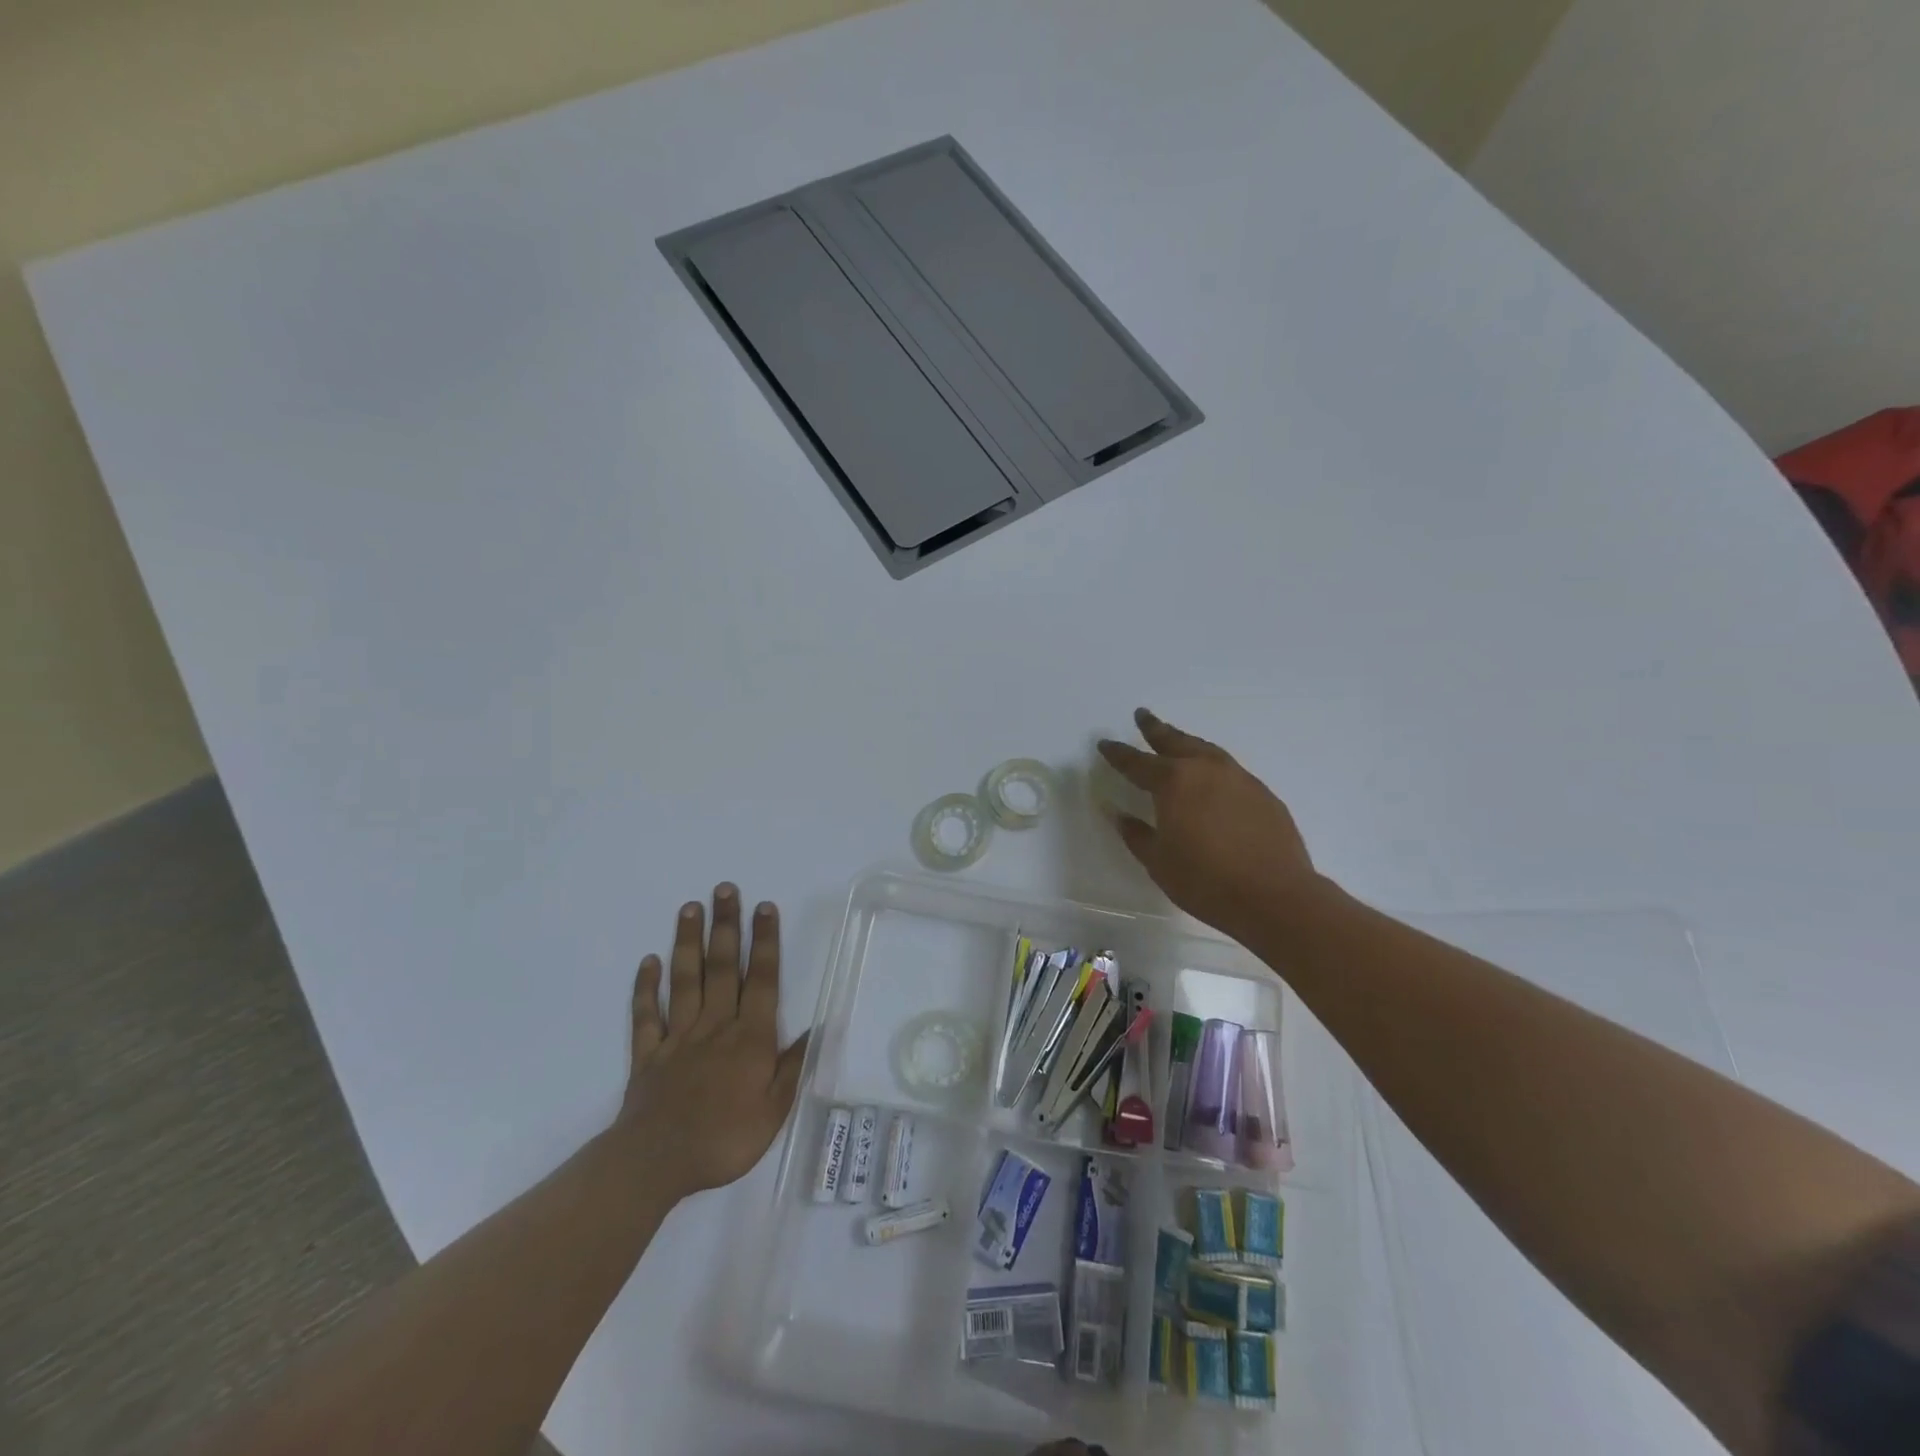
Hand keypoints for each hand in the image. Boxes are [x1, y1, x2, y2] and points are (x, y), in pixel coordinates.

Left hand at [615, 884, 808, 1198]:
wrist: (657, 1163)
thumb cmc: (725, 1138)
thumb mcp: (775, 1110)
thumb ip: (794, 1064)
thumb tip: (821, 1027)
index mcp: (750, 1037)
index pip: (761, 980)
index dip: (764, 942)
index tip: (763, 907)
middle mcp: (715, 1026)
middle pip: (722, 968)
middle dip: (725, 926)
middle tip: (724, 888)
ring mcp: (678, 1037)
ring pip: (685, 980)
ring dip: (688, 942)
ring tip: (689, 908)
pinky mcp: (648, 1054)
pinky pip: (646, 1015)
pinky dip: (646, 988)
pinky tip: (648, 962)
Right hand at [1098, 708, 1325, 941]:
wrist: (1275, 897)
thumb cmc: (1205, 880)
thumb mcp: (1158, 861)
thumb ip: (1135, 833)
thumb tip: (1116, 812)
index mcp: (1174, 782)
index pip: (1137, 762)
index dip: (1118, 753)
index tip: (1104, 743)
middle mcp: (1206, 770)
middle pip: (1175, 741)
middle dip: (1155, 729)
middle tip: (1142, 715)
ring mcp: (1239, 779)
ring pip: (1206, 750)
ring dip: (1187, 742)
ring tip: (1177, 739)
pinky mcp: (1263, 794)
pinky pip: (1230, 770)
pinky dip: (1212, 765)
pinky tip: (1212, 778)